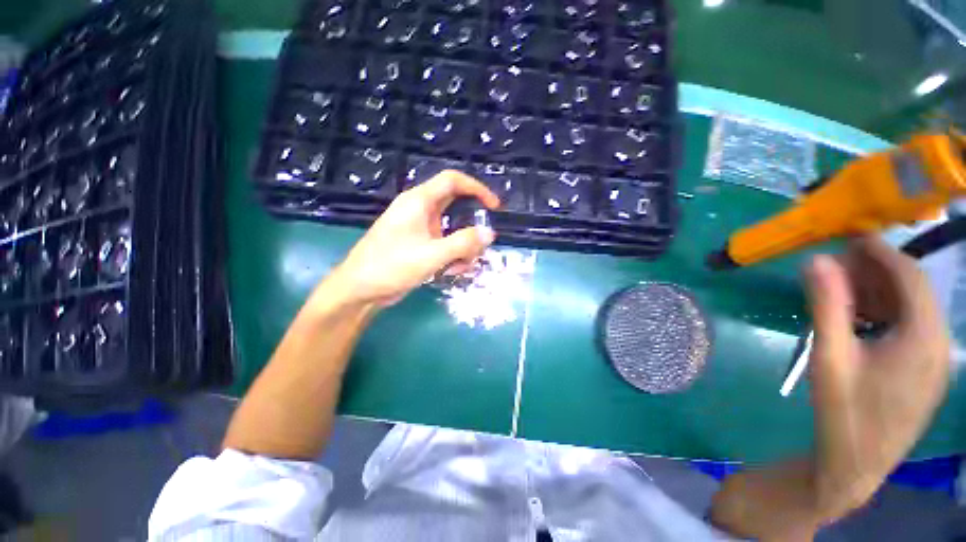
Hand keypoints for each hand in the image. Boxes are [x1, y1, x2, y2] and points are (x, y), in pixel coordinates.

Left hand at [329, 170, 499, 306]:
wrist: (359, 290)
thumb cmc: (391, 267)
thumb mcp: (432, 255)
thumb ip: (463, 243)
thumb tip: (490, 233)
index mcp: (418, 201)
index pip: (453, 181)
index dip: (477, 189)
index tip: (494, 207)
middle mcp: (419, 210)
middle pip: (456, 207)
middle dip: (471, 228)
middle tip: (480, 246)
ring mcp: (419, 228)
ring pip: (452, 229)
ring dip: (462, 247)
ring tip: (461, 267)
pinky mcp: (418, 244)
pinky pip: (444, 243)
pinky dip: (452, 255)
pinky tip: (450, 272)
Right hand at [805, 237, 949, 514]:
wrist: (855, 464)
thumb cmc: (843, 411)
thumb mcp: (830, 357)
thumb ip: (827, 306)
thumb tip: (816, 260)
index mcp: (924, 338)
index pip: (910, 277)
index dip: (881, 251)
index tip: (850, 237)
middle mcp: (939, 343)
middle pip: (913, 291)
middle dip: (877, 271)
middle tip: (837, 264)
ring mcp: (935, 359)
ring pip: (912, 309)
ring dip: (879, 293)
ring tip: (842, 290)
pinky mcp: (925, 371)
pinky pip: (910, 328)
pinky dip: (885, 314)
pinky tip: (858, 319)